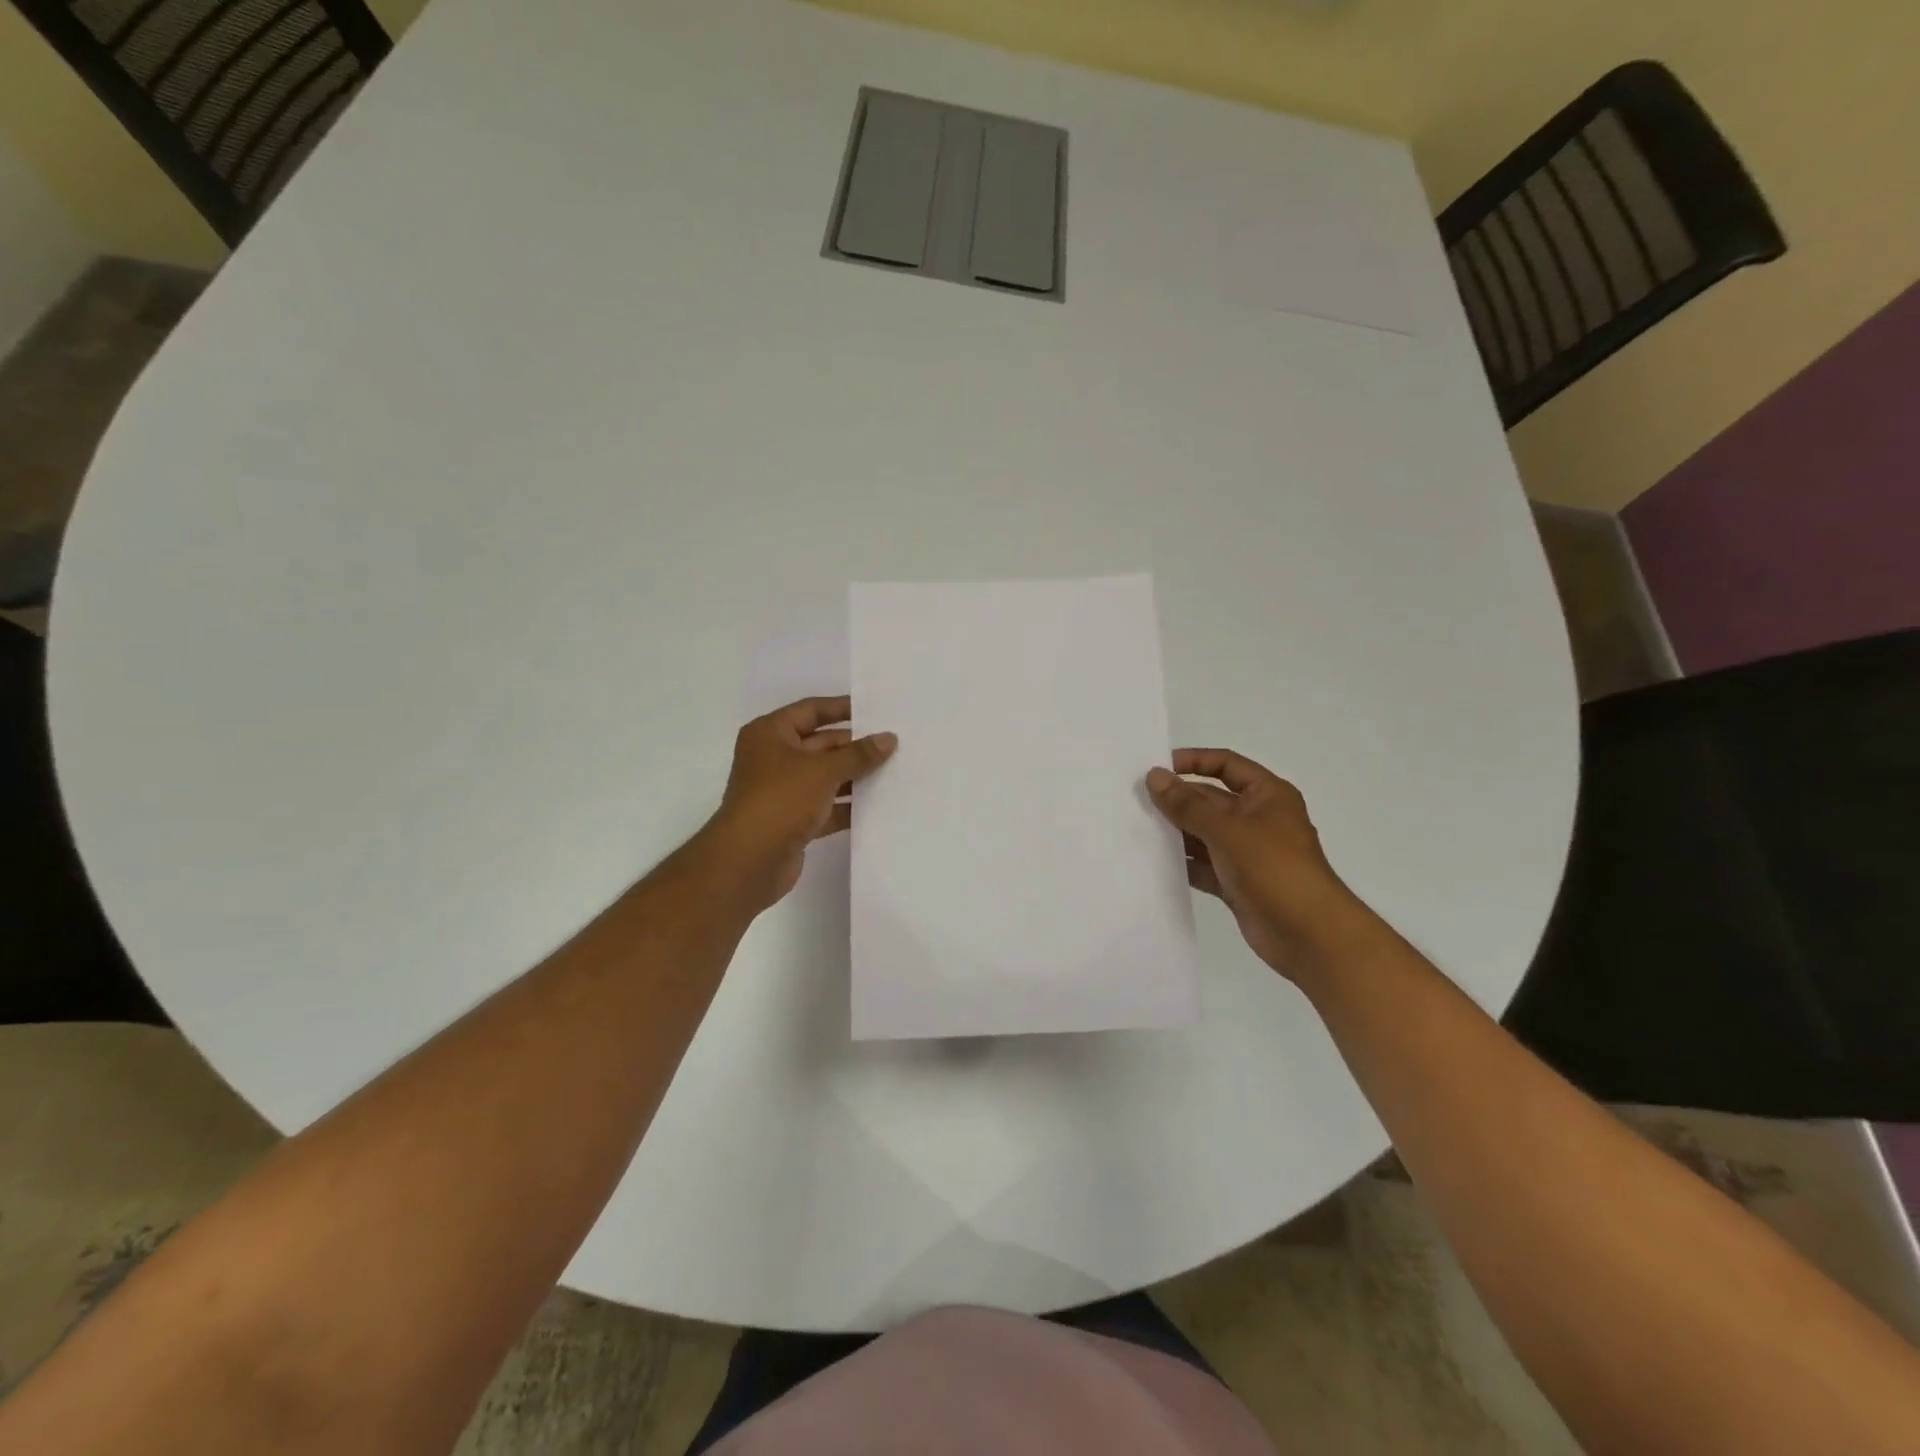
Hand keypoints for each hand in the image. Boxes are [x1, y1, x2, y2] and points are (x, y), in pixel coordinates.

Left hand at [701, 696, 896, 912]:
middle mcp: (774, 757)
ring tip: (894, 773)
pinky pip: (826, 806)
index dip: (842, 708)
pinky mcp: (792, 820)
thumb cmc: (781, 800)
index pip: (811, 710)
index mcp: (770, 733)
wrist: (748, 861)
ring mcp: (782, 791)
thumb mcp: (823, 770)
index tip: (876, 710)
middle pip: (821, 744)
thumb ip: (859, 754)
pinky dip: (847, 805)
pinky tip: (878, 805)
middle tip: (894, 745)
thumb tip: (889, 739)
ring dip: (855, 777)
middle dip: (855, 747)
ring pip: (825, 777)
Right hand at [1145, 749, 1372, 978]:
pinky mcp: (1237, 882)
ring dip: (1176, 832)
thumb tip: (1155, 776)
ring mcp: (1247, 853)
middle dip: (1178, 800)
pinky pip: (1204, 865)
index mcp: (1267, 796)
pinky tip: (1153, 862)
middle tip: (1135, 801)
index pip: (1226, 765)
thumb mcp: (1227, 830)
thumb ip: (1187, 805)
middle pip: (1211, 800)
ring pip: (1204, 834)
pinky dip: (1183, 863)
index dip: (1194, 761)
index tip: (1158, 768)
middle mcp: (1258, 819)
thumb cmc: (1274, 869)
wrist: (1310, 935)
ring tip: (1137, 829)